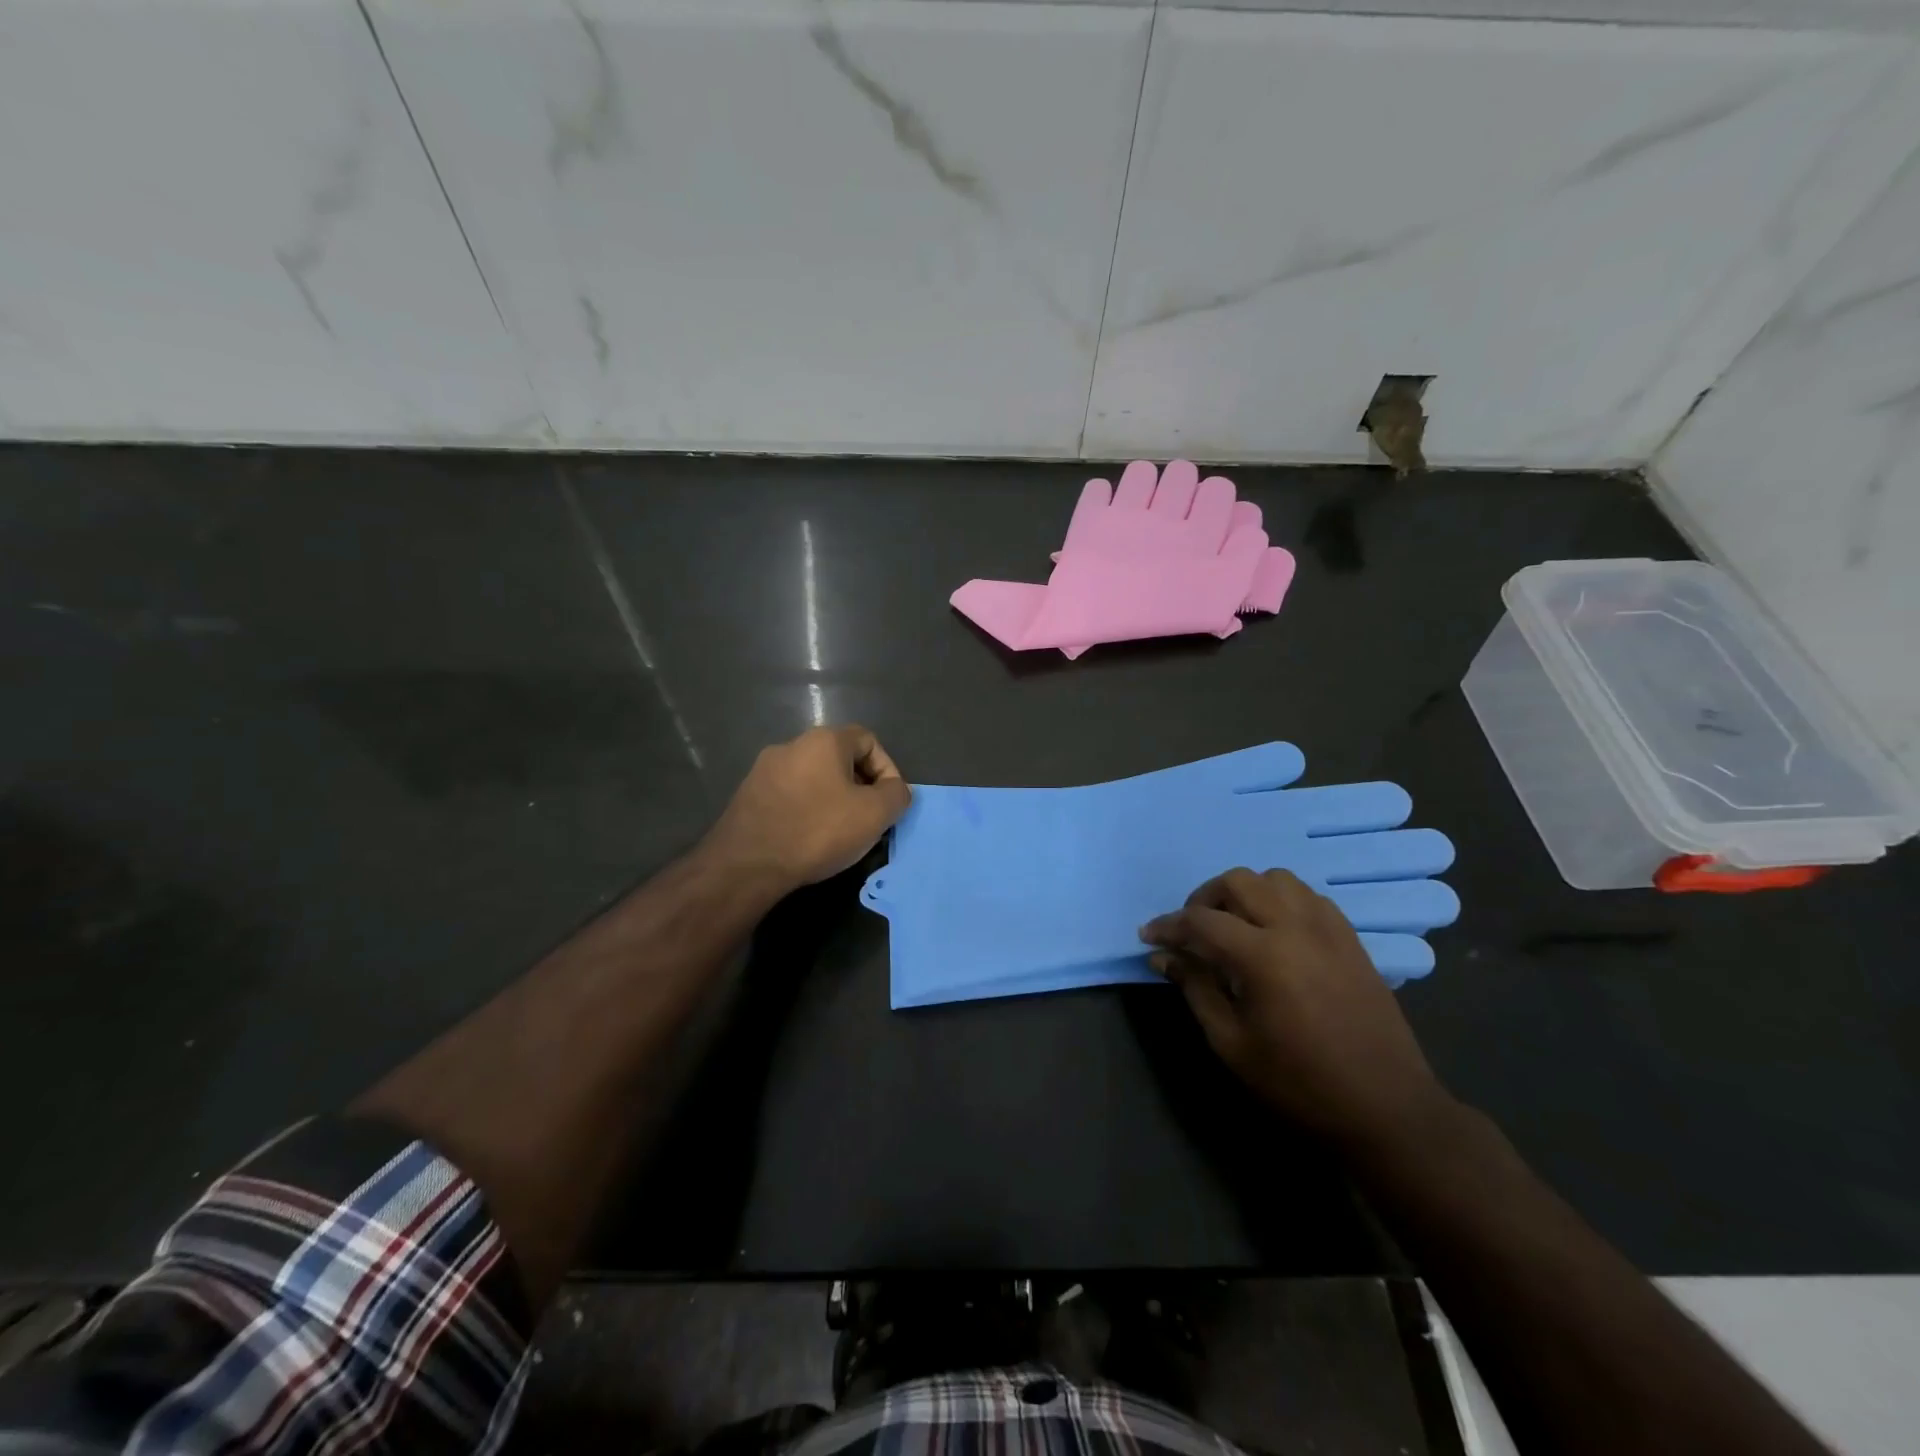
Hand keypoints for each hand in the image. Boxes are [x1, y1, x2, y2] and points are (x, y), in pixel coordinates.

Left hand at [704, 725, 910, 892]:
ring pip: (814, 778)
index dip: (888, 770)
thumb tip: (896, 790)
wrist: (747, 864)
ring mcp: (764, 769)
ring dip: (833, 799)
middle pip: (840, 758)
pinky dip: (806, 810)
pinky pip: (790, 795)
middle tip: (868, 819)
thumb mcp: (874, 814)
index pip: (869, 740)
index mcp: (824, 740)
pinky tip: (808, 839)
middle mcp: (792, 744)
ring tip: (839, 832)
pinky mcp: (747, 795)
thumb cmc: (817, 831)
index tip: (889, 802)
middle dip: (860, 786)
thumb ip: (896, 795)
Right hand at [1140, 868, 1452, 1151]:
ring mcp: (1329, 930)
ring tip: (1234, 925)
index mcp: (1263, 956)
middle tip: (1192, 930)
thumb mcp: (1232, 1044)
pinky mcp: (1351, 940)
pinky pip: (1309, 897)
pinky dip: (1282, 901)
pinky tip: (1276, 933)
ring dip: (1247, 893)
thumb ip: (1195, 989)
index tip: (1148, 936)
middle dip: (1205, 898)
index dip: (1168, 926)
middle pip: (1239, 881)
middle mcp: (1296, 928)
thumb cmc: (1299, 1084)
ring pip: (1277, 879)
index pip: (1201, 921)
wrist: (1386, 1109)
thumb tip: (1163, 957)